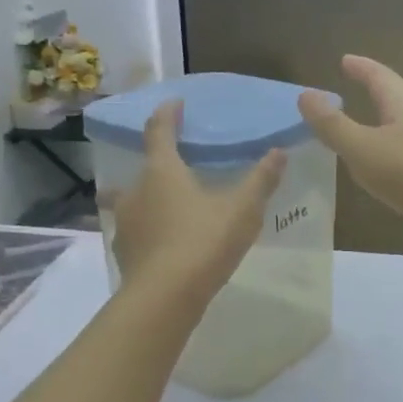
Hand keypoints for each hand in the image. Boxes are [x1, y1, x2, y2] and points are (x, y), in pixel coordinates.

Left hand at [108, 99, 285, 311]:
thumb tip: (279, 152)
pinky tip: (163, 242)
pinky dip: (147, 229)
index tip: (175, 104)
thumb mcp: (242, 210)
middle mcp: (135, 190)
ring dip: (148, 198)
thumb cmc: (203, 242)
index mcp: (162, 170)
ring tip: (169, 205)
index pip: (159, 130)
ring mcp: (125, 222)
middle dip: (157, 162)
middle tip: (176, 164)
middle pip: (142, 167)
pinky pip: (135, 231)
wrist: (163, 297)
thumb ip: (260, 180)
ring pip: (132, 200)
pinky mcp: (124, 252)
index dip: (167, 114)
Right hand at [298, 55, 402, 261]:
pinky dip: (389, 154)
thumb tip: (306, 94)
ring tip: (360, 129)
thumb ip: (332, 124)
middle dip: (373, 92)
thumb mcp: (362, 148)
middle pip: (395, 98)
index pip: (379, 76)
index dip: (360, 67)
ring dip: (381, 124)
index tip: (345, 60)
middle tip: (351, 88)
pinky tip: (381, 170)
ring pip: (402, 128)